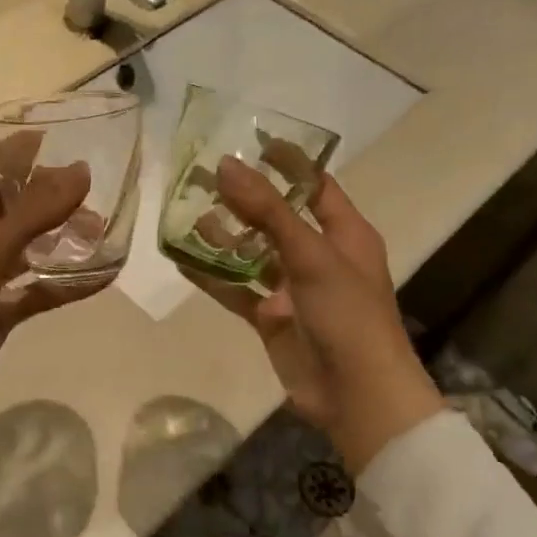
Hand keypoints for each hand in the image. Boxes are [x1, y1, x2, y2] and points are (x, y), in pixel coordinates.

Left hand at [0, 157, 103, 409]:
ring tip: (100, 231)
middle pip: (10, 208)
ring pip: (27, 248)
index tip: (62, 144)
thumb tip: (80, 171)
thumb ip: (34, 211)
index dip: (20, 156)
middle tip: (90, 194)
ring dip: (60, 239)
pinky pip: (36, 289)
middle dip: (48, 200)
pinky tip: (100, 276)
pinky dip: (64, 283)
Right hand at [183, 158, 443, 465]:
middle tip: (200, 177)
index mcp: (344, 234)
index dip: (286, 162)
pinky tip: (181, 261)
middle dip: (241, 199)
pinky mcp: (271, 317)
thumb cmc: (347, 314)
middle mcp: (319, 256)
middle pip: (276, 217)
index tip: (249, 141)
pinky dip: (212, 276)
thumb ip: (268, 211)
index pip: (315, 185)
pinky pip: (236, 289)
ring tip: (185, 215)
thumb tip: (226, 165)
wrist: (355, 395)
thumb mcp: (311, 255)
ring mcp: (293, 288)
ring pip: (252, 253)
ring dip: (223, 236)